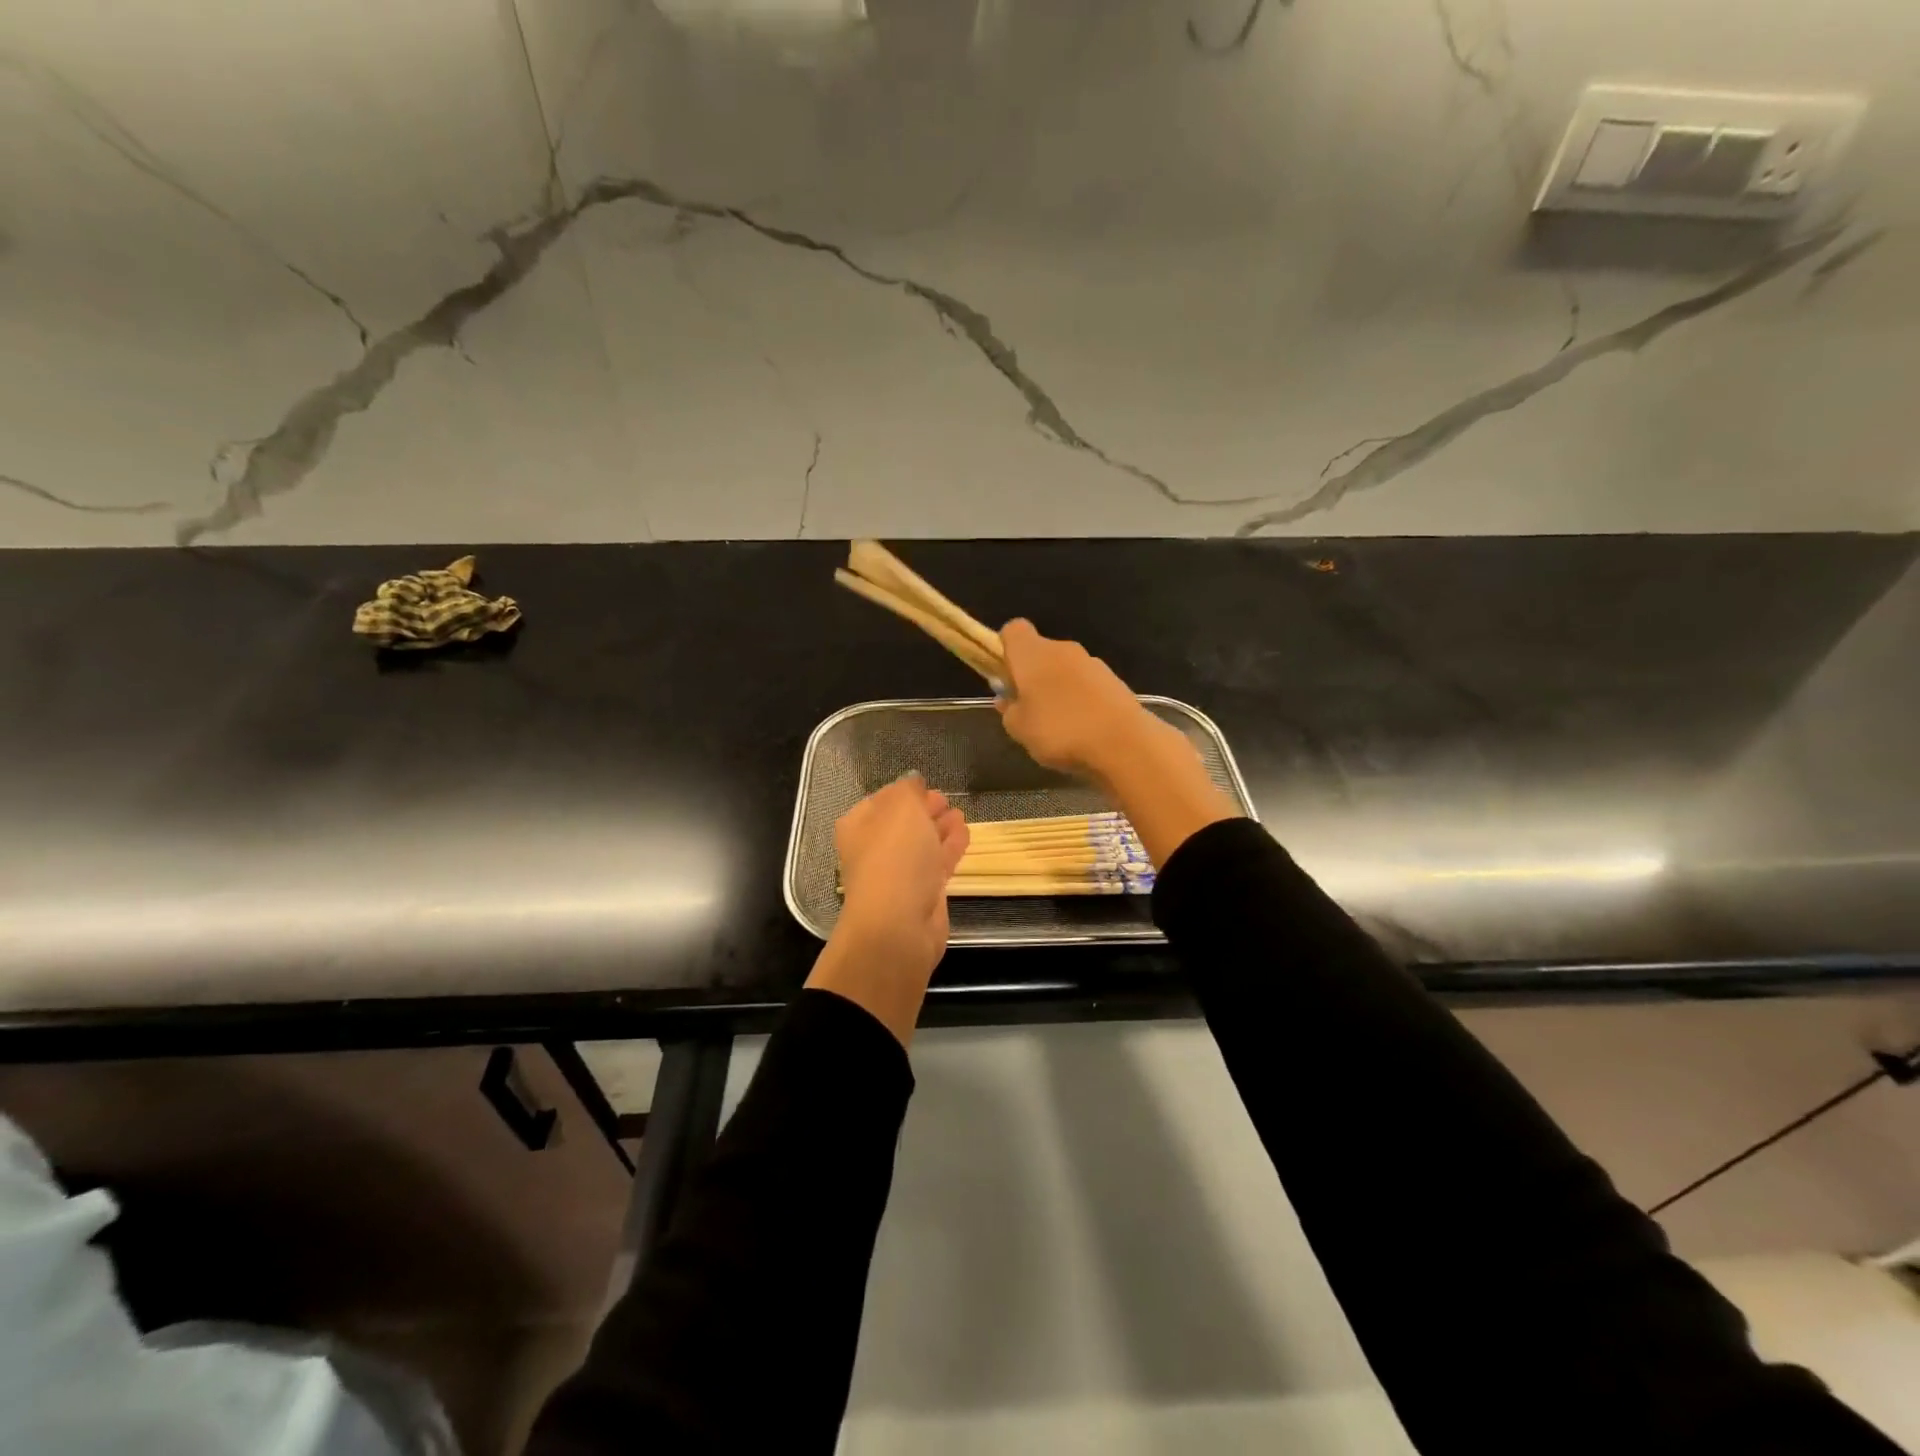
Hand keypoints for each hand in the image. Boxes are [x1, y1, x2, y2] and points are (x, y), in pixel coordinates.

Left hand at [808, 775, 968, 1044]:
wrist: (899, 923)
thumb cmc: (895, 854)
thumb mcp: (901, 806)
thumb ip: (908, 789)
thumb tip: (913, 783)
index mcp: (860, 824)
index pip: (882, 800)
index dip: (905, 792)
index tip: (926, 784)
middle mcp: (875, 848)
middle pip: (903, 822)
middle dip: (923, 810)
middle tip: (944, 799)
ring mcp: (899, 873)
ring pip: (922, 842)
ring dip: (939, 827)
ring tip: (959, 813)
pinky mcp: (922, 893)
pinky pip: (938, 862)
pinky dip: (950, 846)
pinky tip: (965, 833)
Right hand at [996, 618, 1180, 777]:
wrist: (1123, 743)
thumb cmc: (1059, 731)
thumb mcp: (1018, 729)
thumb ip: (1008, 710)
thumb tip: (1006, 699)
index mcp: (1033, 653)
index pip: (1013, 630)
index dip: (1004, 648)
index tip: (1004, 676)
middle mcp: (1062, 649)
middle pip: (1040, 651)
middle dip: (1031, 675)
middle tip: (1027, 708)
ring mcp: (1092, 663)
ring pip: (1064, 669)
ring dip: (1057, 688)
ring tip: (1057, 725)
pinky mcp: (1114, 681)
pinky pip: (1086, 685)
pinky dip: (1080, 699)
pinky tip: (1082, 729)